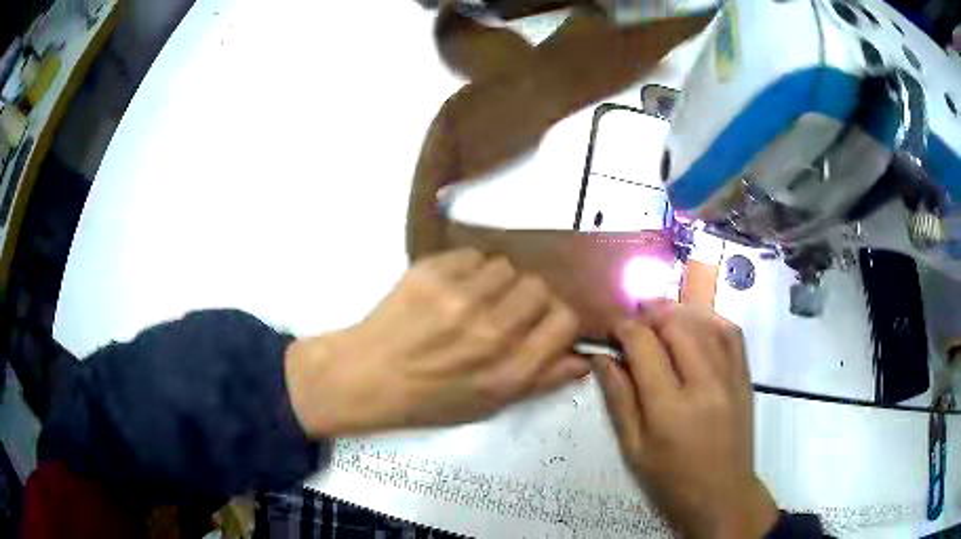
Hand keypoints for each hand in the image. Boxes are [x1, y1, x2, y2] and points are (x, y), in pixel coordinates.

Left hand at [286, 248, 589, 436]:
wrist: (367, 376)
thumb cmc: (429, 399)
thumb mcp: (490, 405)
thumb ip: (542, 380)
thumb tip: (582, 358)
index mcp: (508, 371)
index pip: (564, 321)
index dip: (559, 320)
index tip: (544, 323)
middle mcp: (489, 331)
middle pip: (539, 287)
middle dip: (530, 299)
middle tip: (507, 311)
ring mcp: (458, 298)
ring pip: (507, 267)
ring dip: (499, 282)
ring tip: (476, 299)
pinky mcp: (431, 272)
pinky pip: (474, 255)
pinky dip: (471, 269)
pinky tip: (452, 289)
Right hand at [593, 301, 778, 538]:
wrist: (722, 494)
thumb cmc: (671, 480)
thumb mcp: (634, 448)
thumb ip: (619, 400)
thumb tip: (601, 358)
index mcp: (669, 408)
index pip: (644, 347)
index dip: (624, 329)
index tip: (612, 331)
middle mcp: (703, 384)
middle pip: (675, 326)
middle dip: (649, 315)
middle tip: (633, 322)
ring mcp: (730, 377)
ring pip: (704, 323)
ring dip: (677, 311)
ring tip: (658, 313)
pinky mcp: (745, 377)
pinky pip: (731, 333)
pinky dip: (710, 318)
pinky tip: (695, 321)